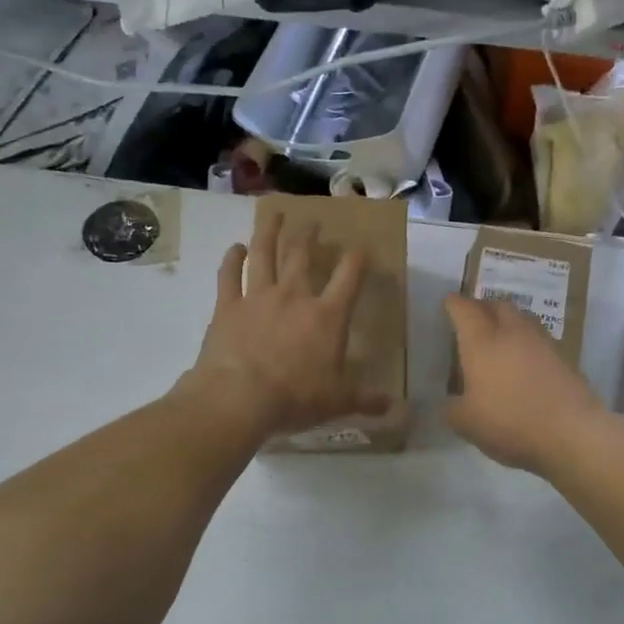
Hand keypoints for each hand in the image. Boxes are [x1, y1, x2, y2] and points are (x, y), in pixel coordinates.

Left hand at [180, 212, 388, 436]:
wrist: (239, 398)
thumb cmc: (295, 398)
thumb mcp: (338, 402)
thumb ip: (366, 400)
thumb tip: (396, 408)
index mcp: (327, 316)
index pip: (349, 277)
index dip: (357, 258)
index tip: (360, 246)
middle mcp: (294, 296)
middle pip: (302, 255)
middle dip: (310, 235)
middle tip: (313, 222)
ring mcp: (258, 297)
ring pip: (265, 255)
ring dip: (270, 233)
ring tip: (275, 216)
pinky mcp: (228, 306)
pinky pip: (229, 276)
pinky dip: (232, 259)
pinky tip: (235, 248)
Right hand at [444, 294, 611, 473]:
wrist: (571, 432)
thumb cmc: (510, 422)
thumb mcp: (466, 423)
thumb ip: (452, 409)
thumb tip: (451, 402)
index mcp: (482, 341)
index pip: (464, 310)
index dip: (454, 304)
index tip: (448, 303)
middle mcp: (512, 332)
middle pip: (498, 305)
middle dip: (484, 306)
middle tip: (474, 318)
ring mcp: (542, 342)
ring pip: (522, 318)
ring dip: (508, 321)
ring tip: (500, 337)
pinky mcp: (564, 358)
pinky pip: (539, 339)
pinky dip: (527, 342)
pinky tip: (524, 361)